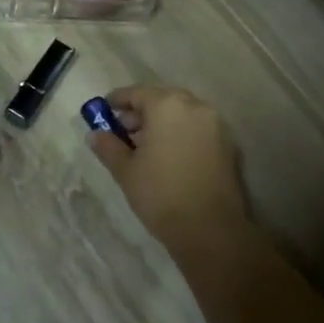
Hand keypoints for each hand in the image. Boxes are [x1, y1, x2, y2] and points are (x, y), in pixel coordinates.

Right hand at [87, 85, 247, 250]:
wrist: (210, 229)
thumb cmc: (160, 194)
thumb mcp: (125, 170)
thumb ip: (108, 146)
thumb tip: (95, 135)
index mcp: (167, 106)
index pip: (137, 93)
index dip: (117, 100)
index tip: (104, 110)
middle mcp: (195, 106)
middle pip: (162, 99)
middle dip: (141, 111)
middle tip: (122, 130)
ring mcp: (215, 124)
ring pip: (182, 113)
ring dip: (162, 122)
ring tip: (143, 146)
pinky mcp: (228, 144)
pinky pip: (197, 128)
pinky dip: (180, 133)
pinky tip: (167, 155)